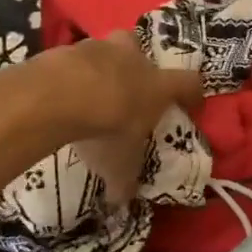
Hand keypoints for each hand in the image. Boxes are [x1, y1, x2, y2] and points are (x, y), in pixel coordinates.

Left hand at [46, 31, 201, 203]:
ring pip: (107, 49)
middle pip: (143, 49)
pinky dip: (70, 73)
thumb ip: (124, 181)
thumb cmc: (107, 128)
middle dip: (137, 63)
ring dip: (101, 65)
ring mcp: (99, 49)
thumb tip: (122, 203)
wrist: (59, 96)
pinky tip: (60, 93)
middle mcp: (135, 60)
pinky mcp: (66, 49)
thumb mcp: (120, 164)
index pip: (190, 82)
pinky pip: (73, 59)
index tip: (191, 105)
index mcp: (158, 86)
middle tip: (128, 85)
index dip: (192, 93)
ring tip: (88, 91)